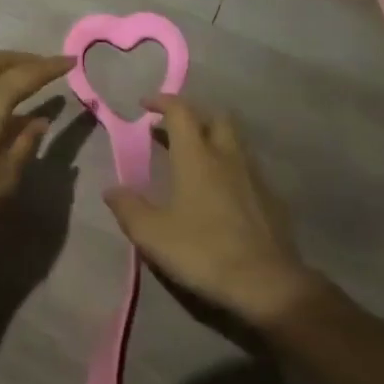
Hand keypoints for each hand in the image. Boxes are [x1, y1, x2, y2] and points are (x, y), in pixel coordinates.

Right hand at [104, 94, 329, 334]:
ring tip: (196, 160)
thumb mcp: (152, 235)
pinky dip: (231, 168)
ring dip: (214, 140)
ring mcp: (255, 176)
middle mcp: (228, 156)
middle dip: (194, 116)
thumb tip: (112, 189)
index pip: (181, 112)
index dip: (162, 101)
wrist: (265, 282)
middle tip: (173, 131)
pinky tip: (222, 192)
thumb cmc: (202, 251)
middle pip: (216, 117)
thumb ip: (129, 208)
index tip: (145, 105)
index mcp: (197, 157)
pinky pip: (248, 169)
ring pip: (235, 141)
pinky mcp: (271, 198)